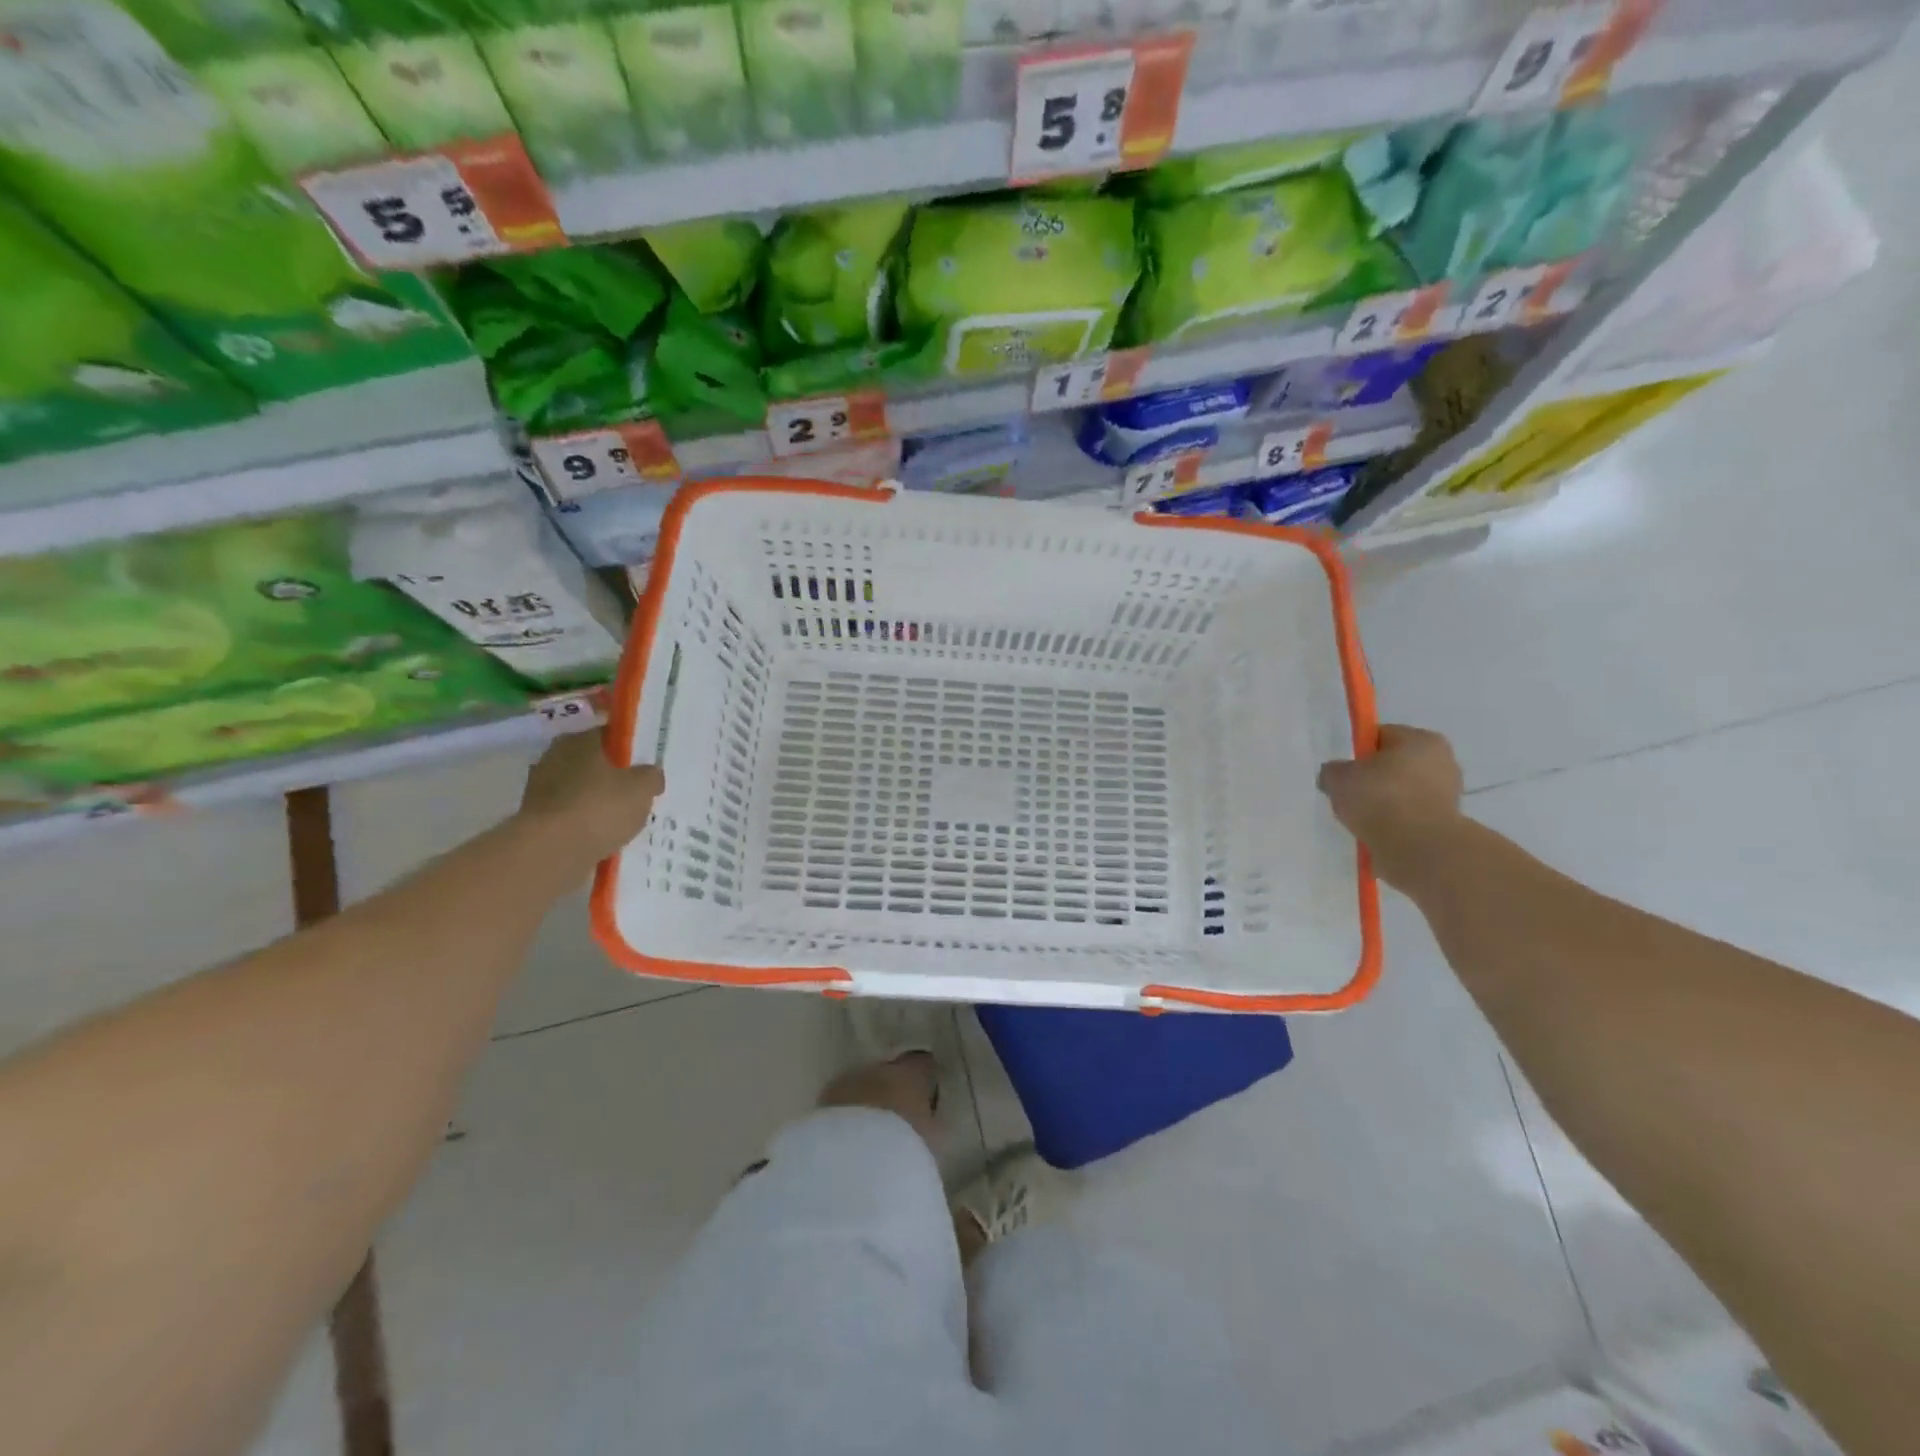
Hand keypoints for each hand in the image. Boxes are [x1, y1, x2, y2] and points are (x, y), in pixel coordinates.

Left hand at [517, 731, 664, 870]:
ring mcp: (540, 789)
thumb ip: (651, 776)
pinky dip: (585, 824)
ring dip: (597, 802)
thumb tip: (651, 774)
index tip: (645, 763)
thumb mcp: (642, 788)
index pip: (608, 734)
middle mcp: (554, 758)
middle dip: (612, 776)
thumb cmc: (600, 807)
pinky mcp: (535, 820)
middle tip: (637, 792)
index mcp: (579, 741)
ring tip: (623, 820)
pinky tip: (604, 836)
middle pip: (592, 763)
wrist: (551, 852)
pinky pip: (570, 816)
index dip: (629, 747)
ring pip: (580, 790)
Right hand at [1317, 724, 1464, 887]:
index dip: (1358, 753)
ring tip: (1362, 820)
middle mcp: (1442, 761)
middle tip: (1349, 796)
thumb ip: (1333, 771)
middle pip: (1395, 765)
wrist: (1418, 849)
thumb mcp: (1338, 778)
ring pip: (1403, 793)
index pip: (1381, 736)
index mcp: (1421, 740)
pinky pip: (1410, 817)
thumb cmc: (1380, 799)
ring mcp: (1448, 795)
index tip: (1343, 772)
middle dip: (1372, 779)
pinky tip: (1377, 834)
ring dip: (1384, 804)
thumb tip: (1335, 775)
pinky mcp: (1446, 824)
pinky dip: (1394, 824)